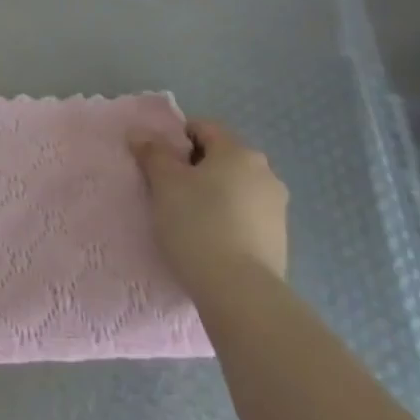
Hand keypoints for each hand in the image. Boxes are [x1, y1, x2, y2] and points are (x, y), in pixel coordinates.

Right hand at [130, 117, 288, 286]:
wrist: (240, 292)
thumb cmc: (197, 224)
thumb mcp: (164, 183)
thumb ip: (152, 153)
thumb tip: (140, 132)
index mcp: (239, 152)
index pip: (203, 128)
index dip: (176, 139)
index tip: (158, 163)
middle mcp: (265, 172)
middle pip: (221, 158)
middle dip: (195, 169)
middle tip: (168, 192)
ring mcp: (277, 207)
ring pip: (234, 188)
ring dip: (212, 195)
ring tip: (188, 220)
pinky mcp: (280, 239)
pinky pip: (245, 216)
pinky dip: (227, 220)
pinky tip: (209, 241)